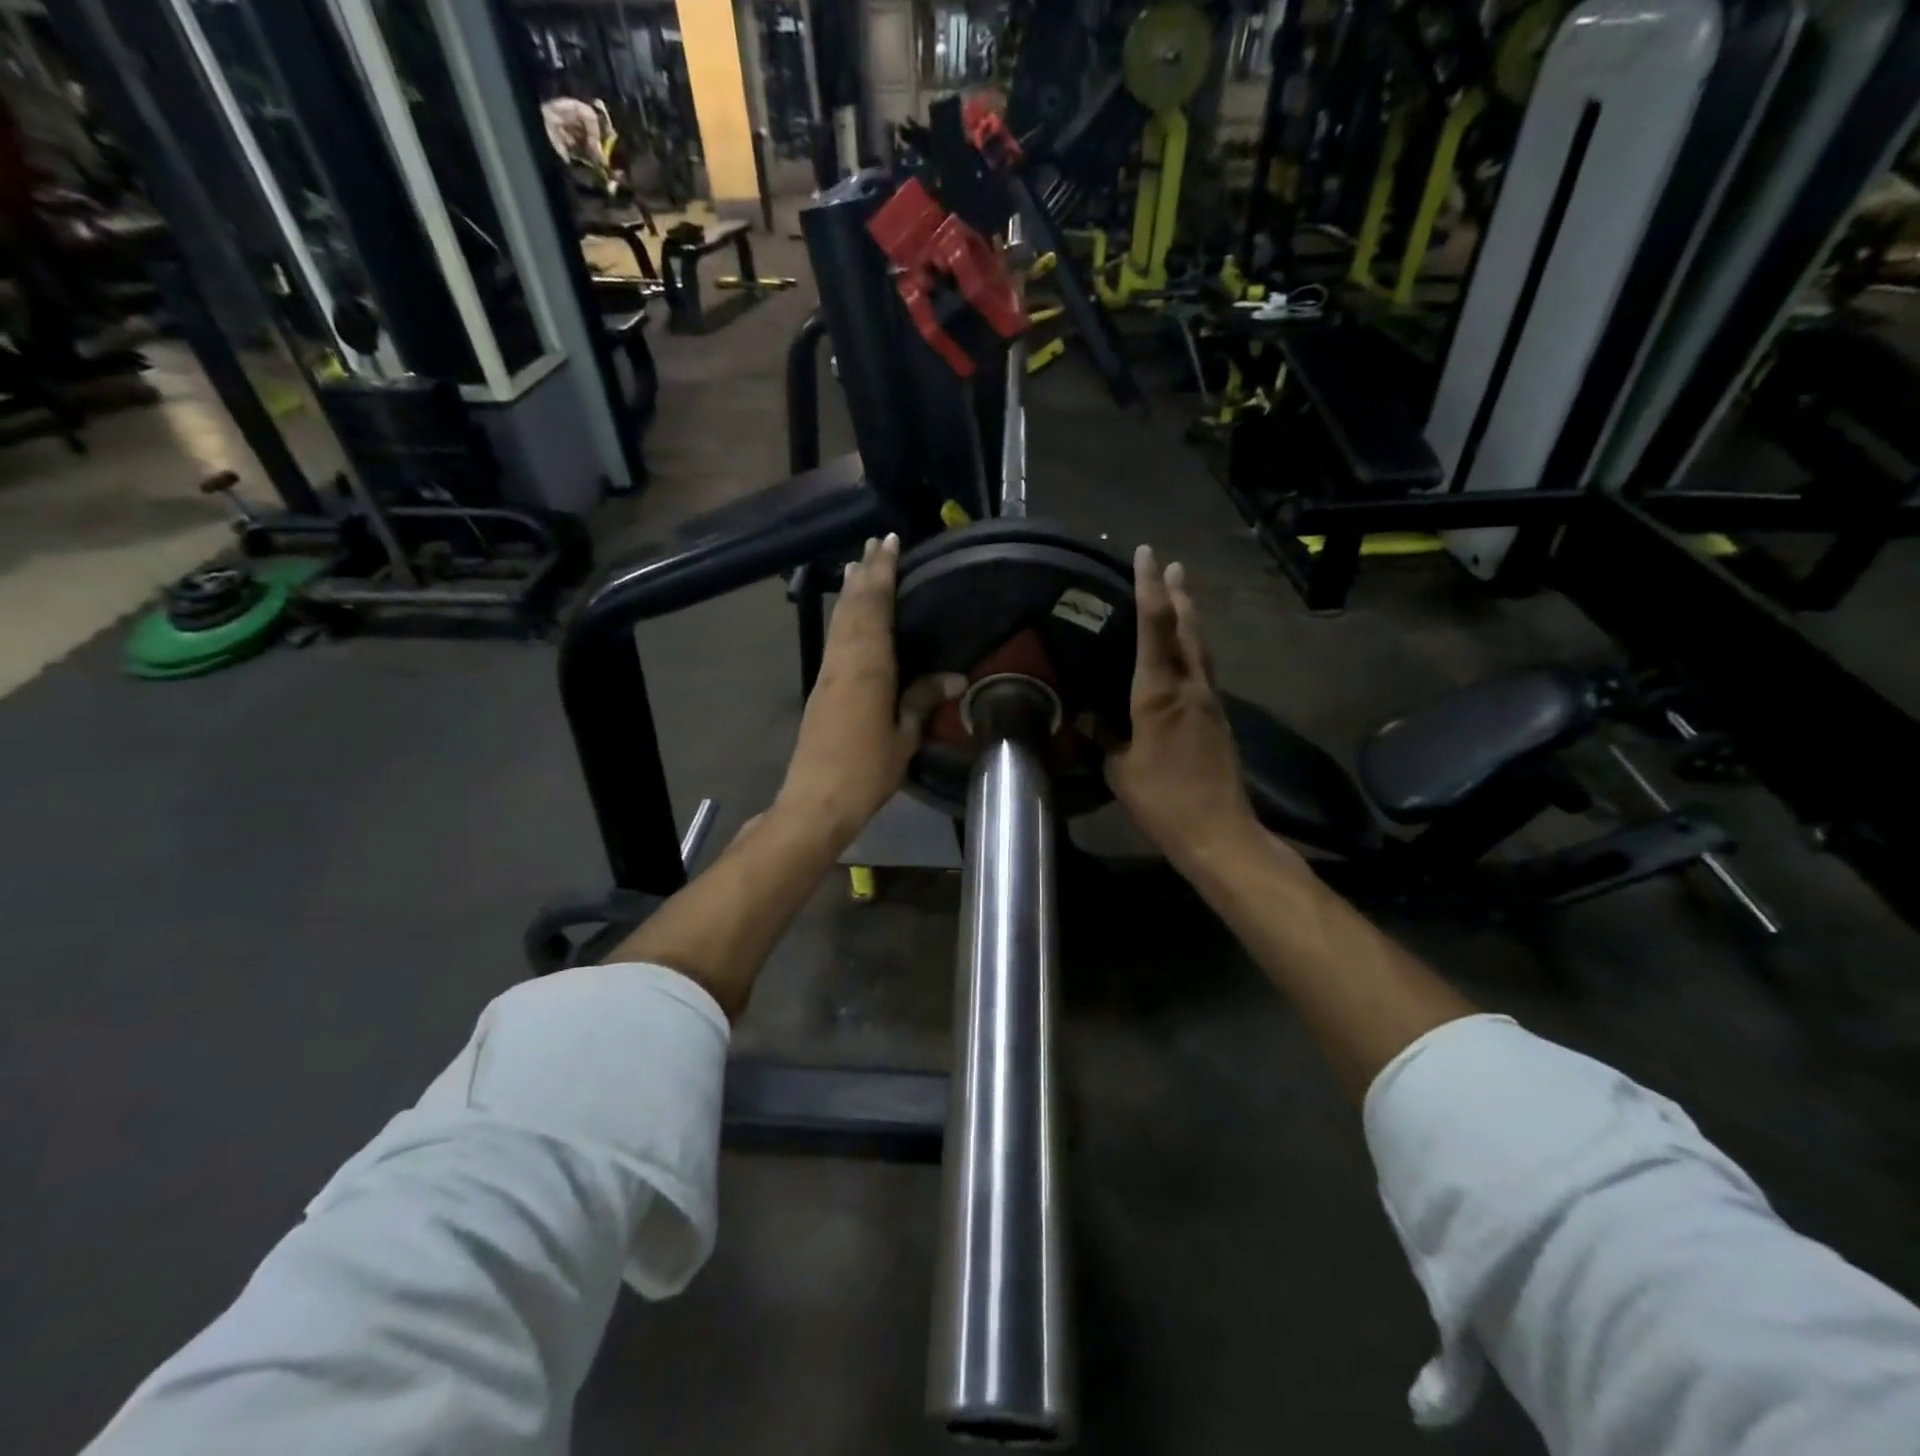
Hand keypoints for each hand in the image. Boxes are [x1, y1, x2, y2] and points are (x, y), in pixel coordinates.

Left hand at [774, 534, 963, 852]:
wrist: (816, 800)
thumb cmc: (866, 770)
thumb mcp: (904, 736)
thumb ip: (922, 700)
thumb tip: (955, 677)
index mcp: (867, 667)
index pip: (875, 607)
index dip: (882, 573)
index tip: (888, 542)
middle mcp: (843, 661)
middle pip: (853, 606)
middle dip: (865, 572)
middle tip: (875, 543)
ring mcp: (828, 673)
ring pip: (839, 621)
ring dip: (851, 591)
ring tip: (859, 565)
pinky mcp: (821, 688)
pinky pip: (835, 638)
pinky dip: (844, 616)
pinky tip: (850, 616)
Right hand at [1105, 546, 1261, 873]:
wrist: (1218, 831)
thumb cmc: (1162, 800)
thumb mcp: (1120, 770)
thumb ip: (1107, 738)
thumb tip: (1091, 718)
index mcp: (1159, 694)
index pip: (1155, 627)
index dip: (1150, 588)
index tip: (1148, 555)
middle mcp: (1190, 687)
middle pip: (1187, 628)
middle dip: (1178, 594)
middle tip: (1173, 565)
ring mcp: (1210, 702)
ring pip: (1201, 648)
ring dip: (1191, 618)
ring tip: (1183, 596)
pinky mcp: (1218, 719)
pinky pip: (1204, 671)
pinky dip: (1193, 650)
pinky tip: (1186, 655)